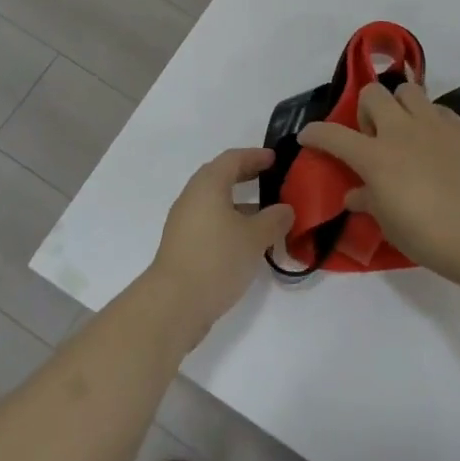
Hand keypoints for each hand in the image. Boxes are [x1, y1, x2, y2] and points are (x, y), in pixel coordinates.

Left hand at [147, 148, 294, 341]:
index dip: (255, 156)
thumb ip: (274, 219)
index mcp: (208, 185)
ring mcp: (185, 223)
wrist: (174, 304)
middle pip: (221, 177)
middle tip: (272, 181)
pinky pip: (211, 223)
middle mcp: (193, 197)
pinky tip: (248, 243)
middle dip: (247, 177)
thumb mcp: (254, 238)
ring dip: (241, 205)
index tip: (275, 159)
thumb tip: (285, 209)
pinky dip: (231, 223)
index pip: (233, 158)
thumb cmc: (217, 259)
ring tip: (267, 216)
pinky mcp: (183, 246)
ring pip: (216, 203)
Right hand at [301, 82, 459, 284]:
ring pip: (408, 91)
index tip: (308, 136)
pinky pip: (438, 110)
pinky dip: (430, 120)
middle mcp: (401, 130)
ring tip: (407, 132)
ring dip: (400, 106)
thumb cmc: (431, 237)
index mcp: (375, 157)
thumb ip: (369, 202)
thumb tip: (354, 195)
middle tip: (374, 137)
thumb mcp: (391, 225)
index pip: (333, 135)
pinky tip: (437, 145)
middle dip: (366, 110)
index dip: (316, 133)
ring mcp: (434, 124)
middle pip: (373, 94)